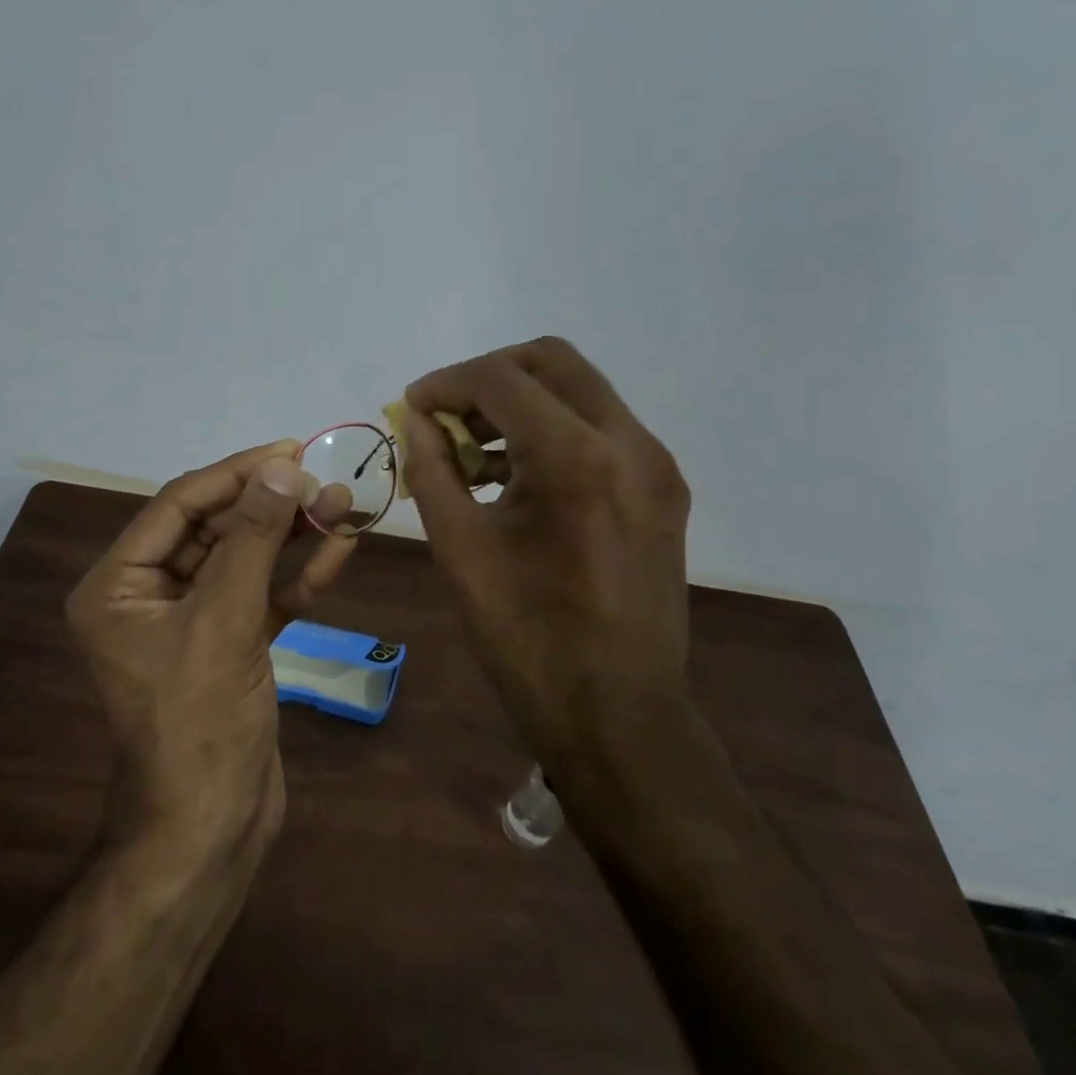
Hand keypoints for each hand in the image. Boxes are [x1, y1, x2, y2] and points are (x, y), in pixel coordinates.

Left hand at [66, 442, 357, 853]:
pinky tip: (339, 551)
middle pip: (214, 529)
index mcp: (118, 585)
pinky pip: (262, 596)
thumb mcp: (225, 621)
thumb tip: (280, 467)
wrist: (213, 830)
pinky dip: (297, 576)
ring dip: (291, 535)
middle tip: (324, 482)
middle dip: (270, 505)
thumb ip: (253, 539)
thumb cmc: (201, 722)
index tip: (290, 450)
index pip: (179, 505)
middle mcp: (148, 595)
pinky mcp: (229, 644)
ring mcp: (191, 621)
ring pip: (244, 560)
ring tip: (343, 505)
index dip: (235, 473)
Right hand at [399, 337, 691, 765]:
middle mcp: (629, 442)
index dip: (446, 383)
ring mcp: (655, 465)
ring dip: (522, 402)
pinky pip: (601, 430)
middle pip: (552, 361)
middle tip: (446, 413)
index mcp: (575, 457)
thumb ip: (432, 470)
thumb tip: (414, 422)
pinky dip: (553, 432)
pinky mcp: (663, 489)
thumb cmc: (526, 637)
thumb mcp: (460, 548)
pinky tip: (515, 475)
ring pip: (580, 391)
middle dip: (489, 376)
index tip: (412, 406)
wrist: (616, 713)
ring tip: (473, 448)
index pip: (501, 379)